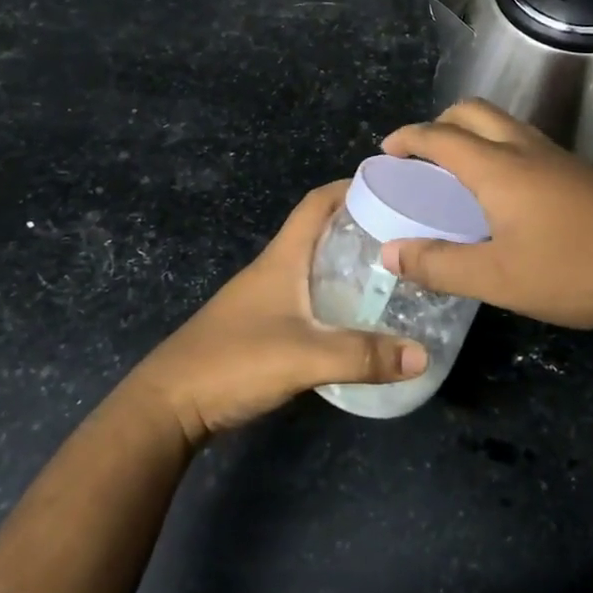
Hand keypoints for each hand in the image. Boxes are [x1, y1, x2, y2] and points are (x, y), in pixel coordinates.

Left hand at [129, 182, 428, 446]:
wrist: (169, 406)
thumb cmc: (233, 362)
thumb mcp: (304, 357)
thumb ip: (362, 355)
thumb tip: (423, 355)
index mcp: (281, 258)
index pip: (317, 203)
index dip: (351, 187)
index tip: (392, 187)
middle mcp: (274, 269)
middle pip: (320, 231)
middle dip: (361, 226)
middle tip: (405, 236)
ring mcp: (265, 298)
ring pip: (314, 266)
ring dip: (348, 262)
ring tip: (392, 274)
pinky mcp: (262, 326)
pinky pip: (308, 297)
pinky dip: (335, 296)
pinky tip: (357, 317)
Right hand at [379, 100, 592, 333]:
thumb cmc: (574, 270)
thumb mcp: (498, 279)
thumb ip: (440, 265)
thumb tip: (390, 253)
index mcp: (499, 168)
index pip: (440, 136)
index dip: (408, 138)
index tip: (386, 150)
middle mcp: (526, 150)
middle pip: (474, 112)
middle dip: (440, 124)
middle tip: (422, 157)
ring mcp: (559, 157)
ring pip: (504, 125)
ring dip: (473, 134)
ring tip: (458, 174)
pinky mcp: (582, 172)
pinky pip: (526, 144)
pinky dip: (499, 150)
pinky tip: (505, 194)